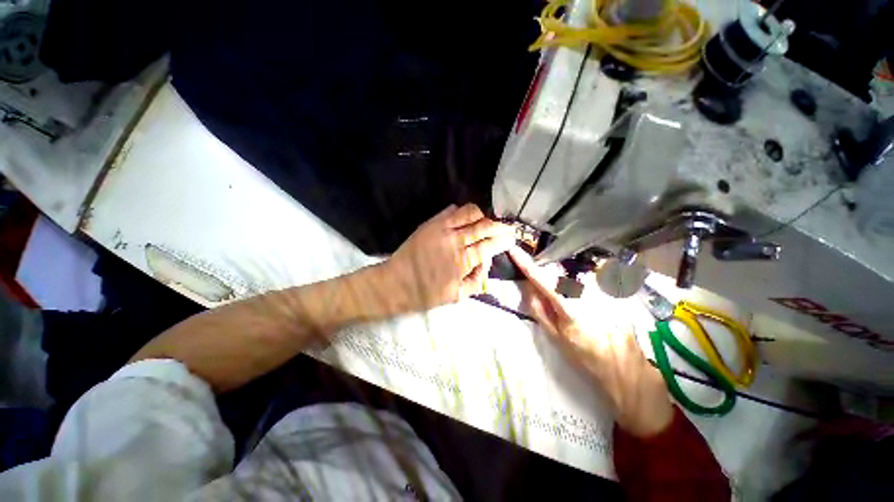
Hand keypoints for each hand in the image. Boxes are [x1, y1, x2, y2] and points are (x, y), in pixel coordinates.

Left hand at [383, 204, 514, 312]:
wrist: (396, 283)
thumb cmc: (427, 294)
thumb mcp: (458, 296)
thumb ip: (477, 279)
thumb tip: (487, 261)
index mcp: (463, 261)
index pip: (490, 245)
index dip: (504, 239)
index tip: (512, 238)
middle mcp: (455, 240)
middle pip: (484, 226)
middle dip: (500, 225)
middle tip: (507, 227)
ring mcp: (442, 228)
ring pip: (469, 212)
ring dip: (482, 215)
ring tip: (486, 222)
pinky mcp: (431, 223)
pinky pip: (452, 210)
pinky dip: (463, 212)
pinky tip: (465, 219)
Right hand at [508, 245, 673, 437]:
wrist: (627, 368)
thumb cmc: (587, 358)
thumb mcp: (557, 339)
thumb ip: (540, 311)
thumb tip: (529, 288)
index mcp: (569, 307)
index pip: (542, 280)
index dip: (526, 264)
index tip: (513, 250)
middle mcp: (587, 293)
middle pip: (559, 276)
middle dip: (550, 282)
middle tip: (555, 304)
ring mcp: (603, 290)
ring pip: (574, 279)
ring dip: (568, 287)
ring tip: (578, 311)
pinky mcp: (613, 292)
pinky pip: (589, 283)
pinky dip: (583, 291)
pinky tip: (593, 311)